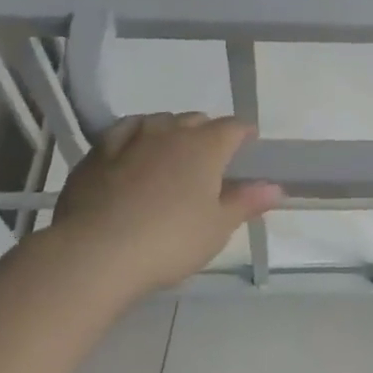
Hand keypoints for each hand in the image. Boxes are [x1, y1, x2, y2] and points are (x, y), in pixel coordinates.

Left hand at [49, 113, 281, 297]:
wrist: (96, 252)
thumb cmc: (169, 241)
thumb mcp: (217, 228)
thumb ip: (246, 202)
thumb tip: (276, 187)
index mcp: (207, 145)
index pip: (234, 127)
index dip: (244, 135)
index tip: (247, 148)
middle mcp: (173, 131)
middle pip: (197, 120)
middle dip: (206, 134)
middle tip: (207, 161)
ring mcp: (134, 137)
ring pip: (161, 121)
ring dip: (171, 132)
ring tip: (170, 154)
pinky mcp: (100, 151)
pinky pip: (125, 130)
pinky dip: (134, 135)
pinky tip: (132, 149)